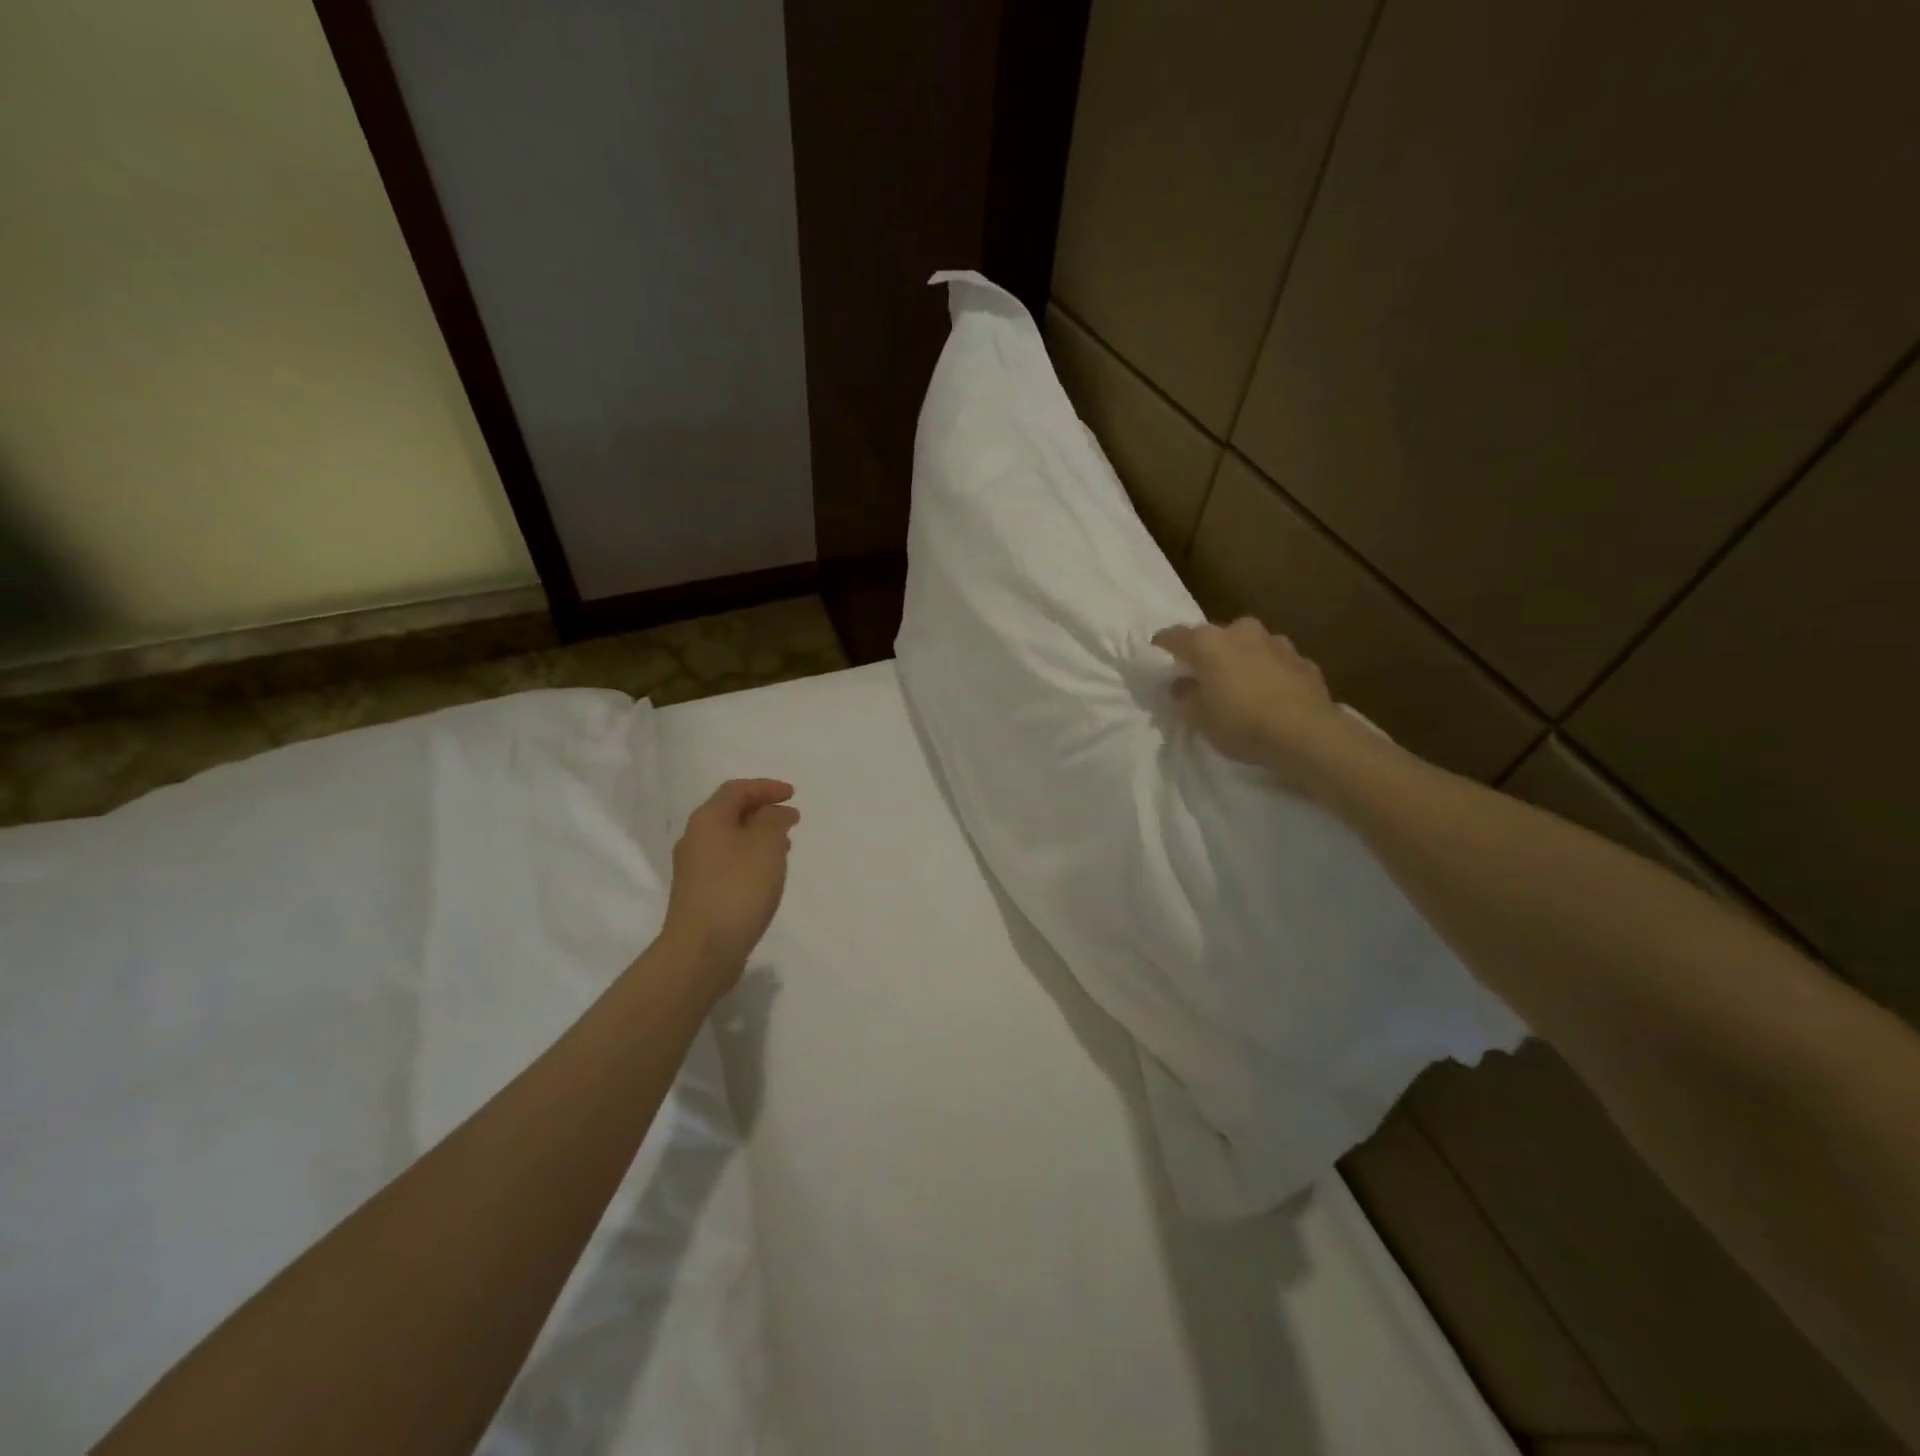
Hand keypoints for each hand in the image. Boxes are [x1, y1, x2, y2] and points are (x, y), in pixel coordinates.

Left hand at [661, 778, 799, 987]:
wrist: (702, 950)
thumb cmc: (738, 888)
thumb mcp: (766, 845)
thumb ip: (773, 821)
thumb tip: (774, 814)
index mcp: (708, 820)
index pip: (737, 790)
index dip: (766, 788)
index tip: (793, 795)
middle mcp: (694, 839)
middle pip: (730, 814)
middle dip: (762, 812)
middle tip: (791, 820)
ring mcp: (693, 869)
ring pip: (729, 840)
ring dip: (758, 837)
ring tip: (785, 846)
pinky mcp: (698, 894)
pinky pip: (727, 863)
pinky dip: (750, 858)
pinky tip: (766, 875)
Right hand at [1152, 618, 1352, 789]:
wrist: (1306, 733)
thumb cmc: (1240, 722)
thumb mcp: (1197, 718)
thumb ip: (1183, 696)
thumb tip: (1181, 684)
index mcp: (1208, 642)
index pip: (1175, 636)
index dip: (1163, 644)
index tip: (1157, 651)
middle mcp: (1241, 632)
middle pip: (1216, 637)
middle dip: (1208, 652)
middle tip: (1203, 674)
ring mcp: (1277, 643)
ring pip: (1250, 646)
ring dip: (1242, 660)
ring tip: (1240, 684)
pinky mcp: (1304, 661)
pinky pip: (1276, 663)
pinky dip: (1269, 673)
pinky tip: (1270, 694)